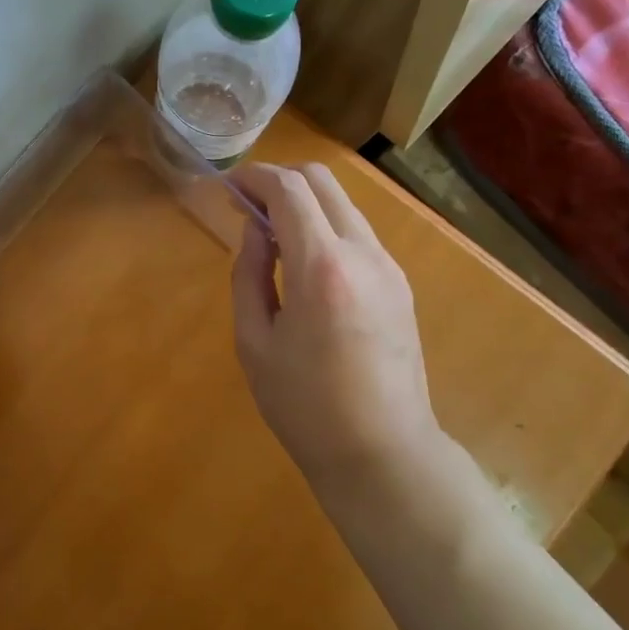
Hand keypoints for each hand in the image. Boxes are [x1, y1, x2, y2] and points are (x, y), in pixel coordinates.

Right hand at [230, 164, 446, 501]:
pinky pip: (358, 233)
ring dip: (305, 203)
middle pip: (323, 182)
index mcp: (321, 267)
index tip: (229, 186)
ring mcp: (389, 267)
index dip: (254, 177)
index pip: (289, 190)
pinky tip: (305, 261)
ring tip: (272, 234)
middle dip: (281, 180)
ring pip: (344, 204)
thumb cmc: (304, 406)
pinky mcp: (399, 284)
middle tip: (248, 205)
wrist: (382, 452)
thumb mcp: (254, 342)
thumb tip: (255, 229)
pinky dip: (326, 227)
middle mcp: (362, 253)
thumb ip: (249, 274)